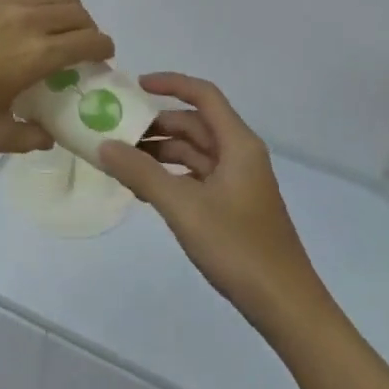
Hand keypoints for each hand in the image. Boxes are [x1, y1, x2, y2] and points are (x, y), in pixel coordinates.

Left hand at [0, 0, 114, 154]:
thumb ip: (29, 137)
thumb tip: (48, 136)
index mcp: (37, 55)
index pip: (89, 41)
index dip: (103, 47)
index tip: (102, 56)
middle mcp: (26, 19)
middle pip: (75, 11)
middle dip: (86, 27)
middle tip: (78, 44)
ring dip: (63, 5)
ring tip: (52, 21)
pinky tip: (14, 4)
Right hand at [99, 74, 329, 337]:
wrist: (285, 305)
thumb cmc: (237, 247)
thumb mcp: (183, 207)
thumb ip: (141, 173)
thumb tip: (104, 145)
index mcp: (238, 144)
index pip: (203, 96)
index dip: (171, 84)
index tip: (134, 86)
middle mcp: (240, 156)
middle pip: (195, 125)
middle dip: (157, 125)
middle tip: (116, 132)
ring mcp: (238, 183)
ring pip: (194, 153)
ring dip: (160, 153)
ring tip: (121, 163)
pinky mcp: (233, 207)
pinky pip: (196, 178)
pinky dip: (170, 177)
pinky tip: (144, 190)